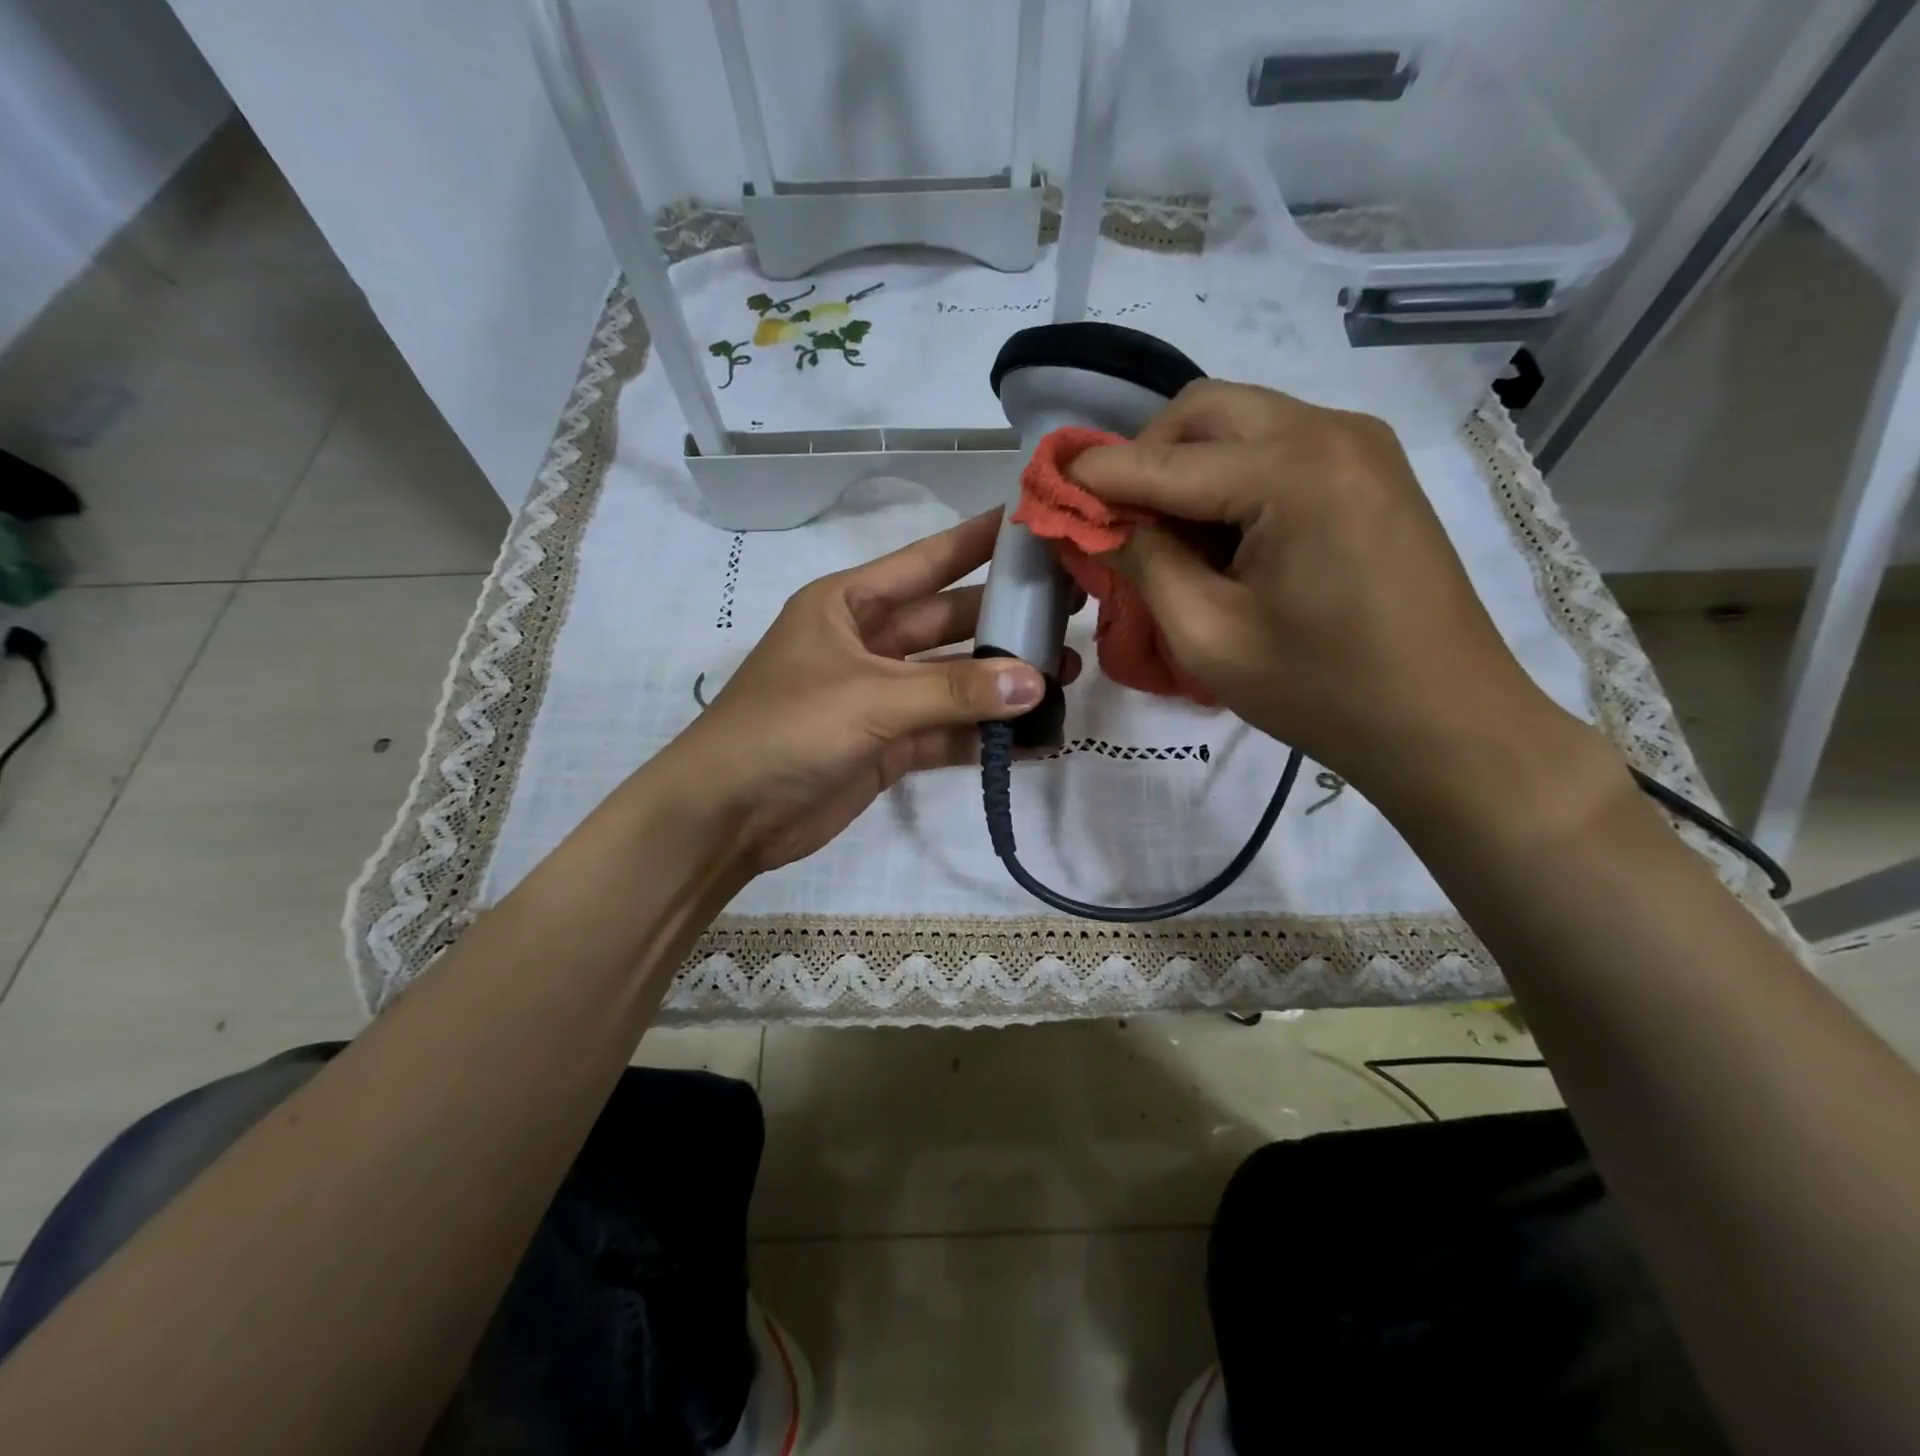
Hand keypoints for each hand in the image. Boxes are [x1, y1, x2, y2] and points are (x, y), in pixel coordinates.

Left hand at [667, 509, 1080, 872]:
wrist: (727, 815)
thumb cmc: (786, 728)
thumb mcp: (869, 697)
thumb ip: (953, 690)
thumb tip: (1037, 683)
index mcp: (848, 604)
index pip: (926, 562)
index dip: (977, 541)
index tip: (1033, 524)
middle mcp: (868, 643)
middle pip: (949, 622)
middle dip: (1005, 622)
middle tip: (1071, 615)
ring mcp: (880, 697)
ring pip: (954, 681)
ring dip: (1003, 683)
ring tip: (1067, 676)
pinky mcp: (889, 746)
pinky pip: (947, 732)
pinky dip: (985, 736)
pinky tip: (1036, 737)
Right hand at [1068, 380, 1597, 810]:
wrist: (1446, 723)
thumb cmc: (1321, 692)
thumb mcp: (1207, 636)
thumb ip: (1141, 563)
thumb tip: (1090, 521)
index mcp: (1292, 472)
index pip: (1161, 460)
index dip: (1093, 476)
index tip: (1042, 490)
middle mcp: (1330, 431)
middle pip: (1203, 412)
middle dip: (1143, 458)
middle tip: (1114, 522)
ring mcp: (1359, 445)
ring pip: (1240, 424)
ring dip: (1186, 468)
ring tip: (1167, 539)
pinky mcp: (1370, 470)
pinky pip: (1277, 448)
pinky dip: (1230, 479)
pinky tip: (1222, 538)